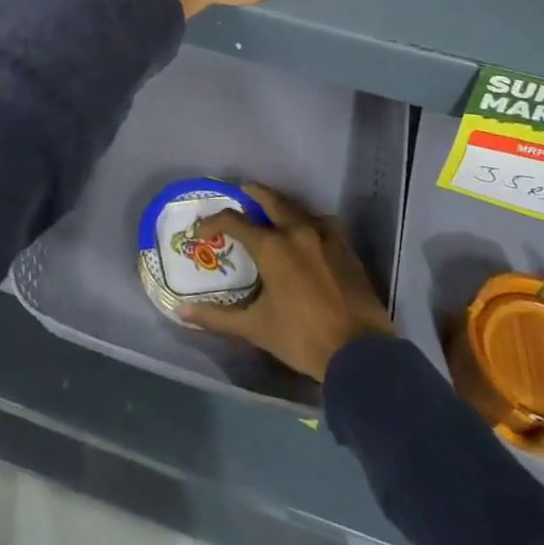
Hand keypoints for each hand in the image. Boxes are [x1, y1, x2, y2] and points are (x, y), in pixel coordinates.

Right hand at [180, 183, 396, 381]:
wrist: (360, 352)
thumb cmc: (302, 338)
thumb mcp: (256, 328)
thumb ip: (217, 318)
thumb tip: (183, 313)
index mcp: (272, 247)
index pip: (235, 222)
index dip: (214, 222)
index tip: (202, 230)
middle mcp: (298, 231)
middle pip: (272, 200)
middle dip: (253, 193)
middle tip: (241, 192)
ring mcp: (326, 237)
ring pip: (299, 209)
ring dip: (282, 206)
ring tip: (272, 212)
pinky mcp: (346, 248)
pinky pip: (323, 223)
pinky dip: (309, 221)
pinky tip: (307, 234)